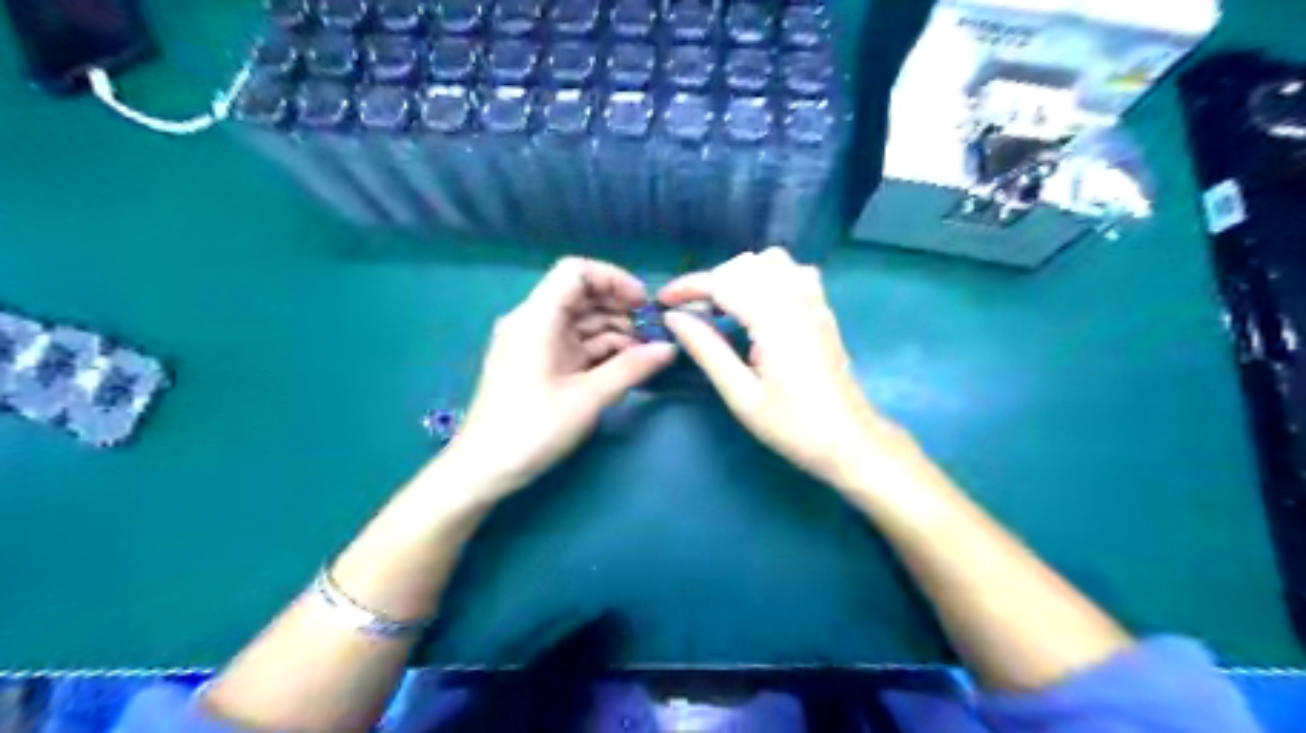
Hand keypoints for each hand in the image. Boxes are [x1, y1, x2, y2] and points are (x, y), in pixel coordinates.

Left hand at [447, 254, 672, 491]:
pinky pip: (574, 343)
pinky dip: (600, 349)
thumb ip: (631, 368)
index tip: (643, 303)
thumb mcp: (588, 399)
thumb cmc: (532, 430)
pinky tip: (626, 364)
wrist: (484, 469)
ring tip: (646, 352)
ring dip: (614, 331)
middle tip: (653, 331)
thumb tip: (669, 349)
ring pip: (580, 321)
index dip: (613, 279)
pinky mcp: (538, 362)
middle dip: (619, 308)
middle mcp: (533, 322)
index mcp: (537, 319)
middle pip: (581, 295)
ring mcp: (534, 342)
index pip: (575, 272)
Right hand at [658, 246, 910, 492]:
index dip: (689, 287)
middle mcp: (797, 300)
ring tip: (723, 305)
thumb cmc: (793, 426)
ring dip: (741, 274)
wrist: (849, 440)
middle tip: (691, 312)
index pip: (724, 282)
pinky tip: (758, 305)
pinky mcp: (823, 311)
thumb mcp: (742, 396)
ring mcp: (815, 302)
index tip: (663, 301)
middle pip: (746, 265)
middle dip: (712, 280)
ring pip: (773, 262)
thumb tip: (675, 318)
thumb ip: (707, 350)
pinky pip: (794, 273)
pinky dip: (768, 277)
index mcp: (775, 321)